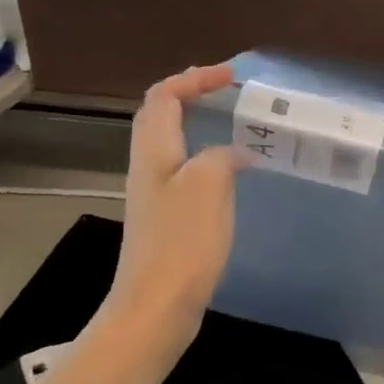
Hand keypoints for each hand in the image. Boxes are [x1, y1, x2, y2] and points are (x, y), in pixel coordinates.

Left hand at [97, 64, 240, 373]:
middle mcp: (148, 167)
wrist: (156, 306)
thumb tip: (235, 153)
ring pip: (173, 145)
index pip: (164, 96)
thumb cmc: (182, 242)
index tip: (232, 76)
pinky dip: (208, 159)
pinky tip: (232, 175)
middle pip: (160, 117)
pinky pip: (186, 173)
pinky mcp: (167, 220)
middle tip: (228, 93)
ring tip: (235, 126)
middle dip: (191, 96)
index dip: (195, 79)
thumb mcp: (208, 185)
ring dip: (200, 126)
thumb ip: (221, 156)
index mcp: (154, 152)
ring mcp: (155, 196)